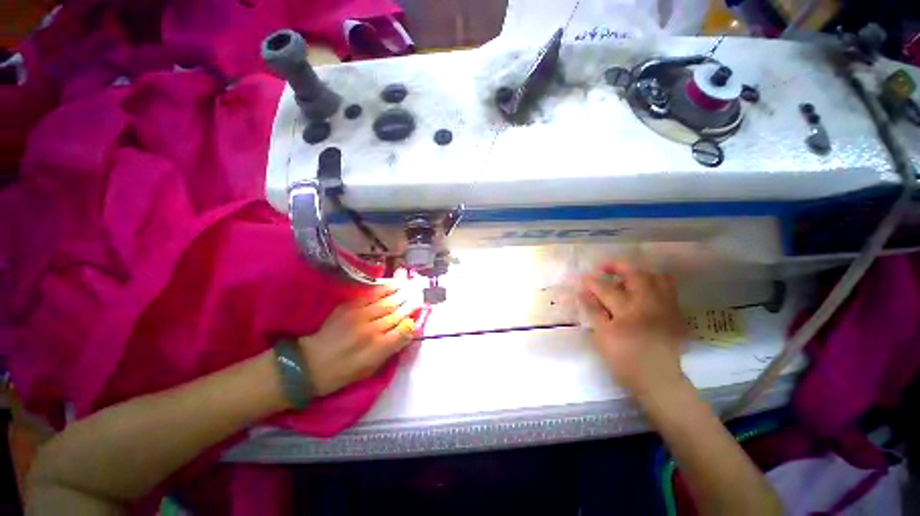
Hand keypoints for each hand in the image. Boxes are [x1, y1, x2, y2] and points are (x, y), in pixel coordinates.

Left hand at [298, 285, 420, 395]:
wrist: (310, 363)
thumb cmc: (343, 371)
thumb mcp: (371, 369)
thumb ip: (392, 348)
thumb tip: (409, 328)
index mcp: (377, 349)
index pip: (403, 330)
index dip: (414, 318)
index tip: (423, 309)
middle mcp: (371, 330)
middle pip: (397, 313)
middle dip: (412, 301)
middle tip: (422, 291)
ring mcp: (359, 316)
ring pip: (387, 301)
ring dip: (403, 291)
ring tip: (413, 283)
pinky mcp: (349, 306)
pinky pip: (371, 294)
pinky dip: (385, 287)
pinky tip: (395, 282)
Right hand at [579, 260, 686, 396]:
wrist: (658, 380)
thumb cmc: (625, 360)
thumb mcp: (603, 337)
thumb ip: (594, 311)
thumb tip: (583, 293)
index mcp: (628, 311)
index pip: (606, 289)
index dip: (592, 282)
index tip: (582, 278)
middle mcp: (650, 304)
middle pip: (635, 275)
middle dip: (617, 266)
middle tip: (604, 268)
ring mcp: (666, 307)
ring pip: (657, 278)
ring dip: (639, 272)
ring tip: (626, 276)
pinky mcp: (675, 314)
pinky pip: (669, 289)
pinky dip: (655, 283)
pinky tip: (644, 289)